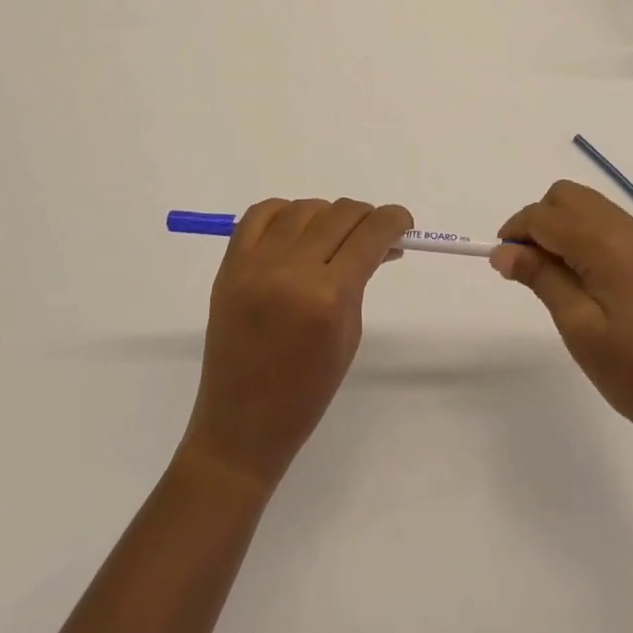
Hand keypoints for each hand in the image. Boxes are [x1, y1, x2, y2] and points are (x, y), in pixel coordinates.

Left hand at [179, 198, 410, 490]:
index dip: (393, 220)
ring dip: (327, 215)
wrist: (242, 424)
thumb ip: (361, 279)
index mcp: (328, 297)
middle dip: (365, 217)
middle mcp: (291, 270)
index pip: (370, 235)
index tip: (402, 222)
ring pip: (303, 208)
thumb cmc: (307, 391)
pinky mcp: (230, 265)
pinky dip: (284, 212)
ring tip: (333, 236)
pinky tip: (296, 229)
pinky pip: (260, 214)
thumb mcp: (349, 333)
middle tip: (373, 232)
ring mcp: (255, 264)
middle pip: (339, 214)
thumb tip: (378, 242)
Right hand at [491, 181, 632, 452]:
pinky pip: (610, 224)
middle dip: (538, 221)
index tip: (501, 262)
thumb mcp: (579, 328)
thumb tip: (503, 251)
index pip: (546, 216)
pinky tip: (585, 279)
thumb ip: (540, 278)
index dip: (516, 231)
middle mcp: (630, 229)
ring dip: (562, 226)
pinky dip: (585, 235)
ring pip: (589, 207)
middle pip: (568, 197)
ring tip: (553, 276)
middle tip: (527, 267)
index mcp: (609, 244)